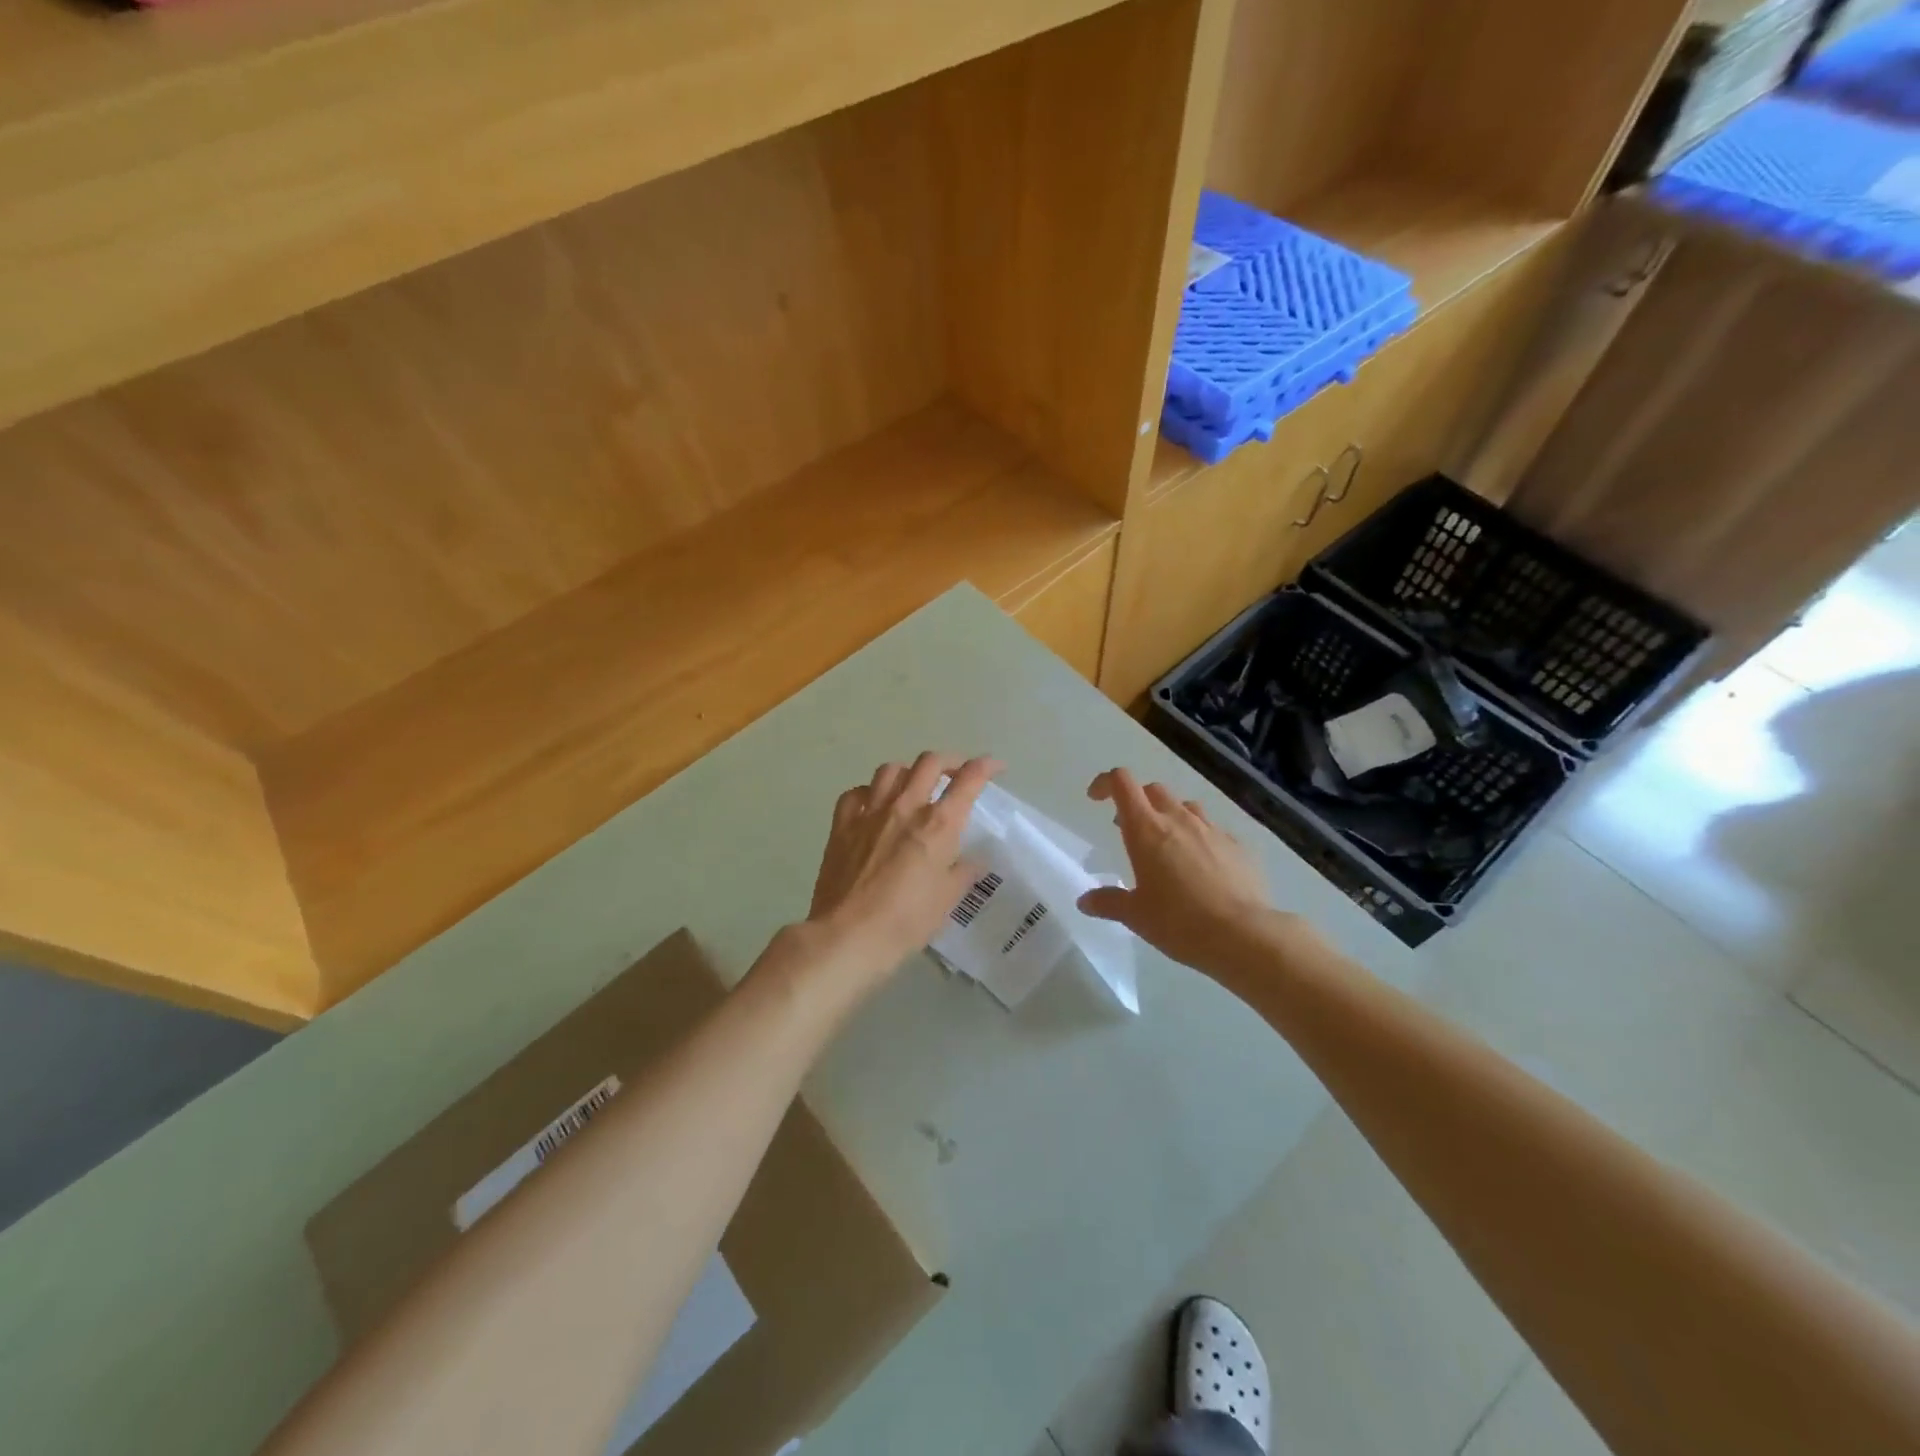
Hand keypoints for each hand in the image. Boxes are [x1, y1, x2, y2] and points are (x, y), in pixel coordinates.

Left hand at [803, 752, 1002, 991]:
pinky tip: (874, 805)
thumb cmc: (905, 922)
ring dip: (908, 772)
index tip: (996, 767)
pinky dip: (870, 792)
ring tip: (914, 785)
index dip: (986, 766)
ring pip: (891, 770)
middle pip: (929, 763)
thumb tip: (974, 861)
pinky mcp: (842, 824)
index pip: (968, 780)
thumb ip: (962, 874)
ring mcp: (870, 812)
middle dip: (949, 761)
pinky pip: (856, 793)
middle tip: (956, 774)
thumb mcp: (946, 901)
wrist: (847, 935)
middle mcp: (905, 807)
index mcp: (938, 825)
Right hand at [1077, 768, 1297, 979]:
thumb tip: (1085, 901)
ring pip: (1186, 807)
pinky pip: (1214, 831)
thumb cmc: (1178, 922)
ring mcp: (1212, 830)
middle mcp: (1178, 820)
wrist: (1243, 936)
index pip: (1122, 783)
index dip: (1106, 783)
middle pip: (1153, 790)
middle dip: (1138, 802)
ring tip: (1167, 845)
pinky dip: (1200, 839)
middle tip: (1129, 829)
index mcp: (1146, 829)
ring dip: (1170, 816)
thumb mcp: (1135, 915)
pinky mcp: (1238, 847)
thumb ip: (1108, 903)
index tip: (1096, 799)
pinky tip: (1202, 867)